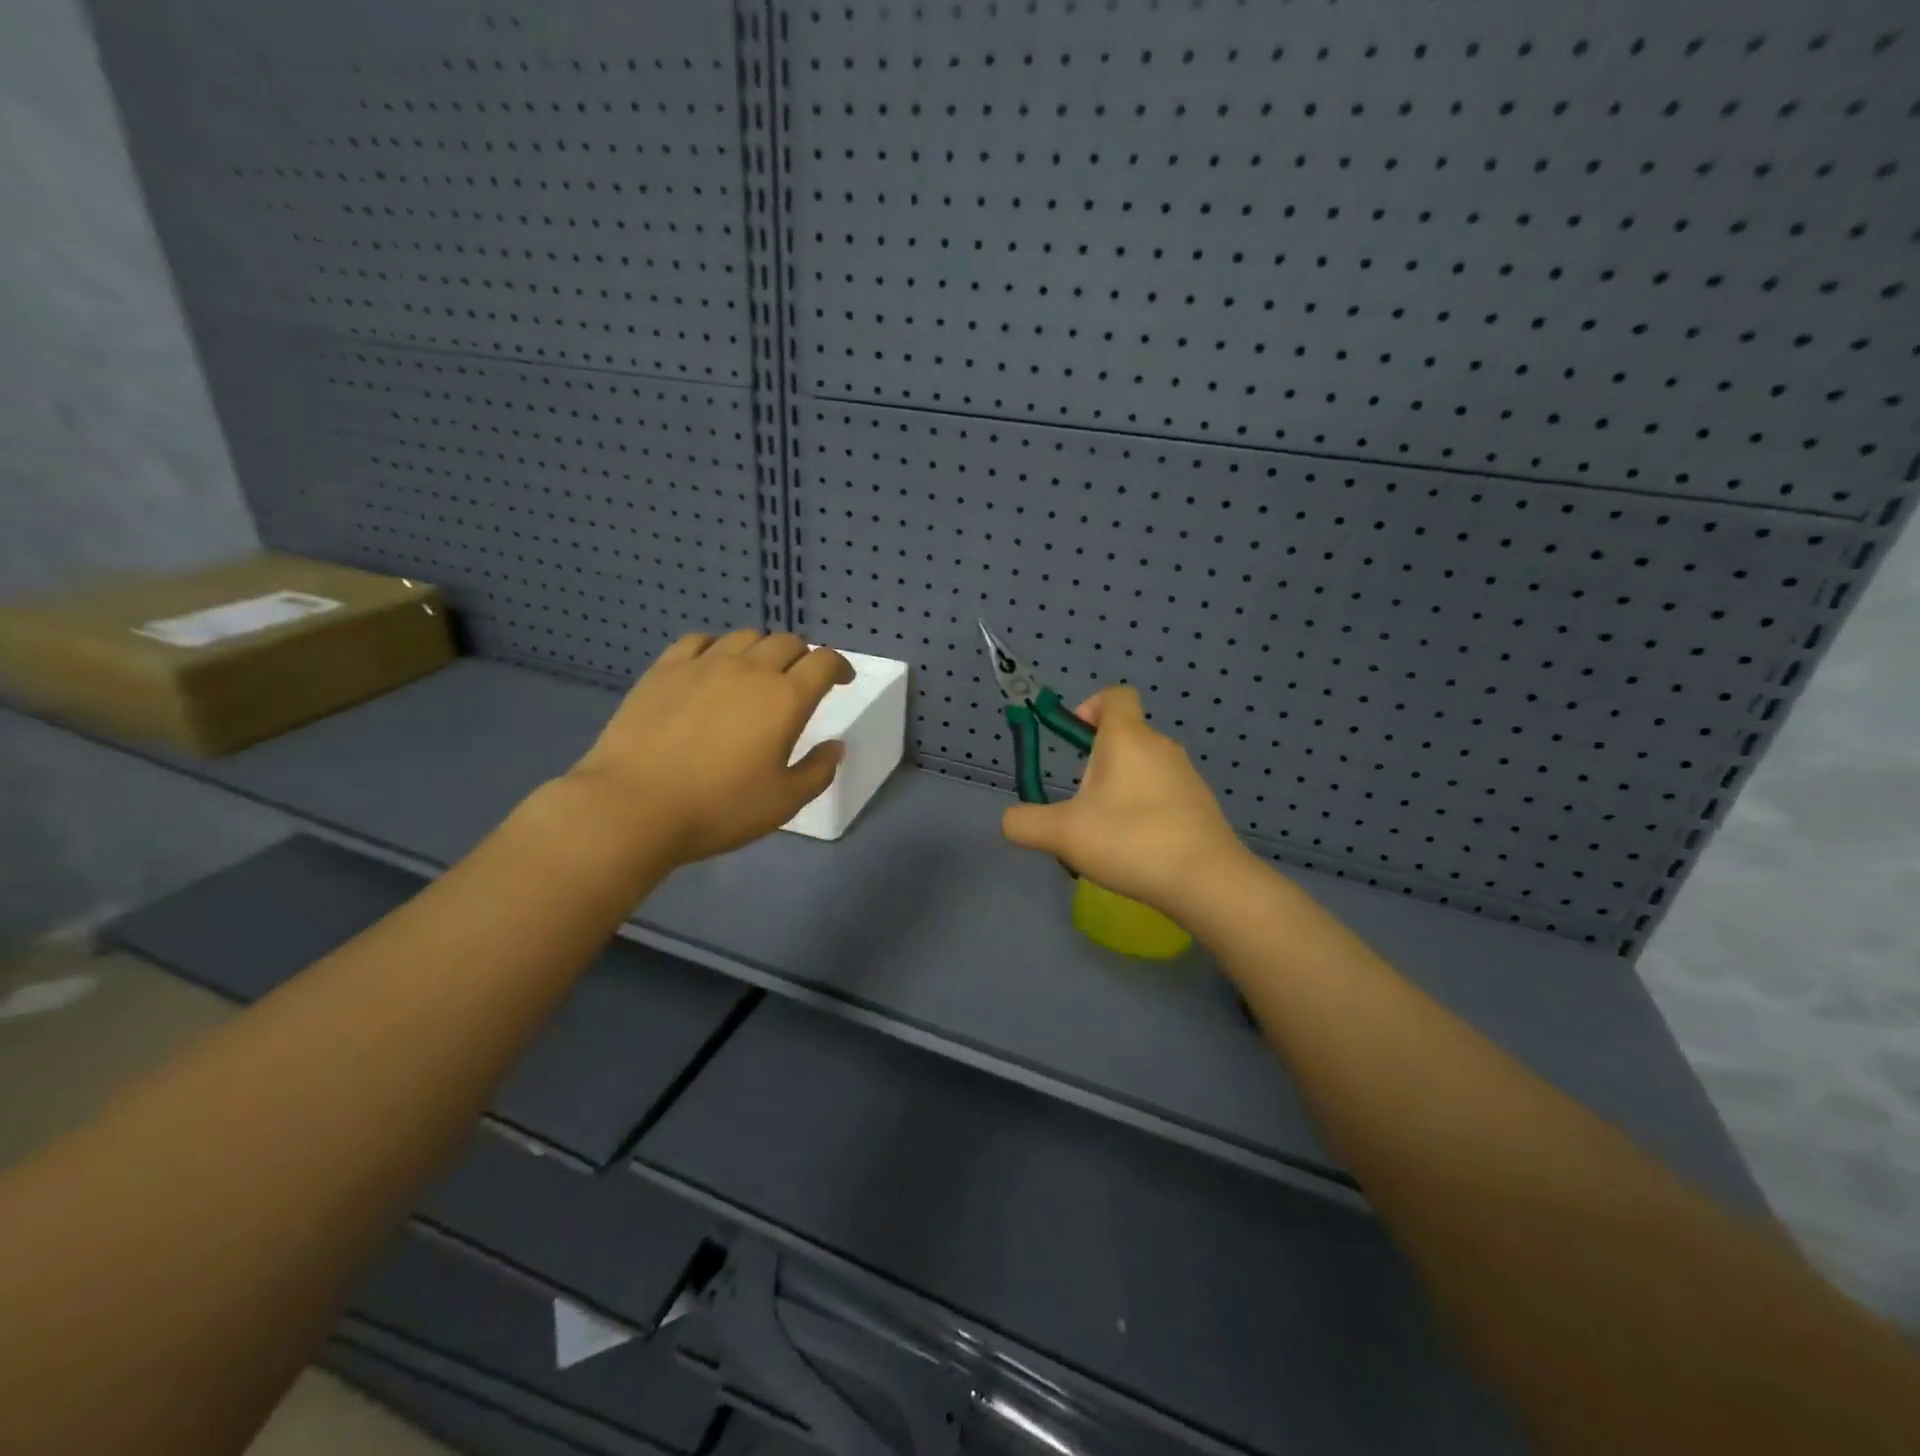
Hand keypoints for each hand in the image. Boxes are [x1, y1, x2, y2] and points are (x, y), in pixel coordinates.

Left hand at [567, 629, 853, 864]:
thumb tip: (835, 746)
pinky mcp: (664, 669)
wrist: (634, 806)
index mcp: (785, 698)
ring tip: (758, 672)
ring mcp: (703, 664)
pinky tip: (713, 667)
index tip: (842, 680)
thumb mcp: (783, 802)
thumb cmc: (719, 808)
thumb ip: (818, 771)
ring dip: (762, 650)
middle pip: (787, 642)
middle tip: (802, 679)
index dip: (839, 666)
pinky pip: (699, 641)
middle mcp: (749, 670)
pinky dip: (717, 648)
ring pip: (745, 637)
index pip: (824, 662)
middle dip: (803, 656)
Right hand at [1000, 686, 1251, 920]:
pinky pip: (1162, 794)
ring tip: (1104, 834)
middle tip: (1079, 803)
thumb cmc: (1131, 840)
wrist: (1207, 880)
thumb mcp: (1062, 834)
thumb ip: (1025, 823)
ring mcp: (1186, 775)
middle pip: (1124, 735)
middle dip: (1095, 761)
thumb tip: (1010, 820)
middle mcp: (1160, 746)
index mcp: (1128, 737)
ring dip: (1118, 789)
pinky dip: (1143, 810)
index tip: (1072, 740)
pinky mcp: (1200, 804)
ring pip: (1142, 768)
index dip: (1089, 707)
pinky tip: (1136, 850)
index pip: (1114, 695)